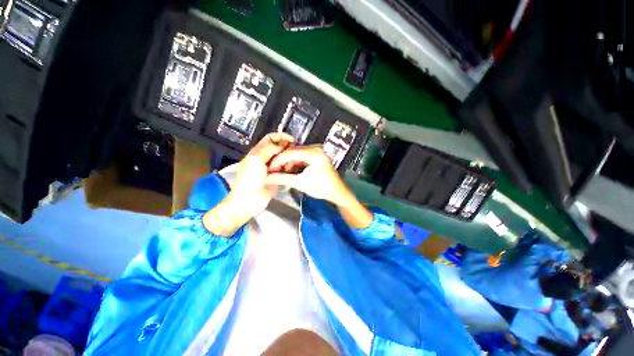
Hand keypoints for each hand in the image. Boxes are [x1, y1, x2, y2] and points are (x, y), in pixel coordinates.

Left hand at [203, 132, 294, 236]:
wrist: (249, 201)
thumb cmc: (250, 179)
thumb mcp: (257, 159)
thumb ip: (269, 149)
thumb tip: (283, 143)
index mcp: (258, 151)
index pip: (271, 138)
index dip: (281, 136)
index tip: (292, 140)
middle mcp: (266, 158)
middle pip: (279, 148)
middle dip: (287, 148)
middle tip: (295, 153)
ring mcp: (272, 168)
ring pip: (283, 158)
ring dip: (289, 159)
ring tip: (293, 163)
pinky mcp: (278, 177)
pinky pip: (285, 169)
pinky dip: (289, 168)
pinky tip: (292, 170)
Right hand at [265, 145, 348, 205]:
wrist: (337, 192)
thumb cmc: (321, 188)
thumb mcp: (300, 183)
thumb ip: (283, 179)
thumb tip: (266, 178)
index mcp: (313, 153)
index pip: (290, 152)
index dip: (277, 161)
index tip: (268, 169)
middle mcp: (315, 148)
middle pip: (292, 152)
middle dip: (282, 162)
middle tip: (273, 172)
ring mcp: (316, 151)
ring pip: (295, 155)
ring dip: (287, 164)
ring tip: (281, 174)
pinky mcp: (316, 156)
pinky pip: (301, 157)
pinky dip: (294, 164)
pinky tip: (290, 172)